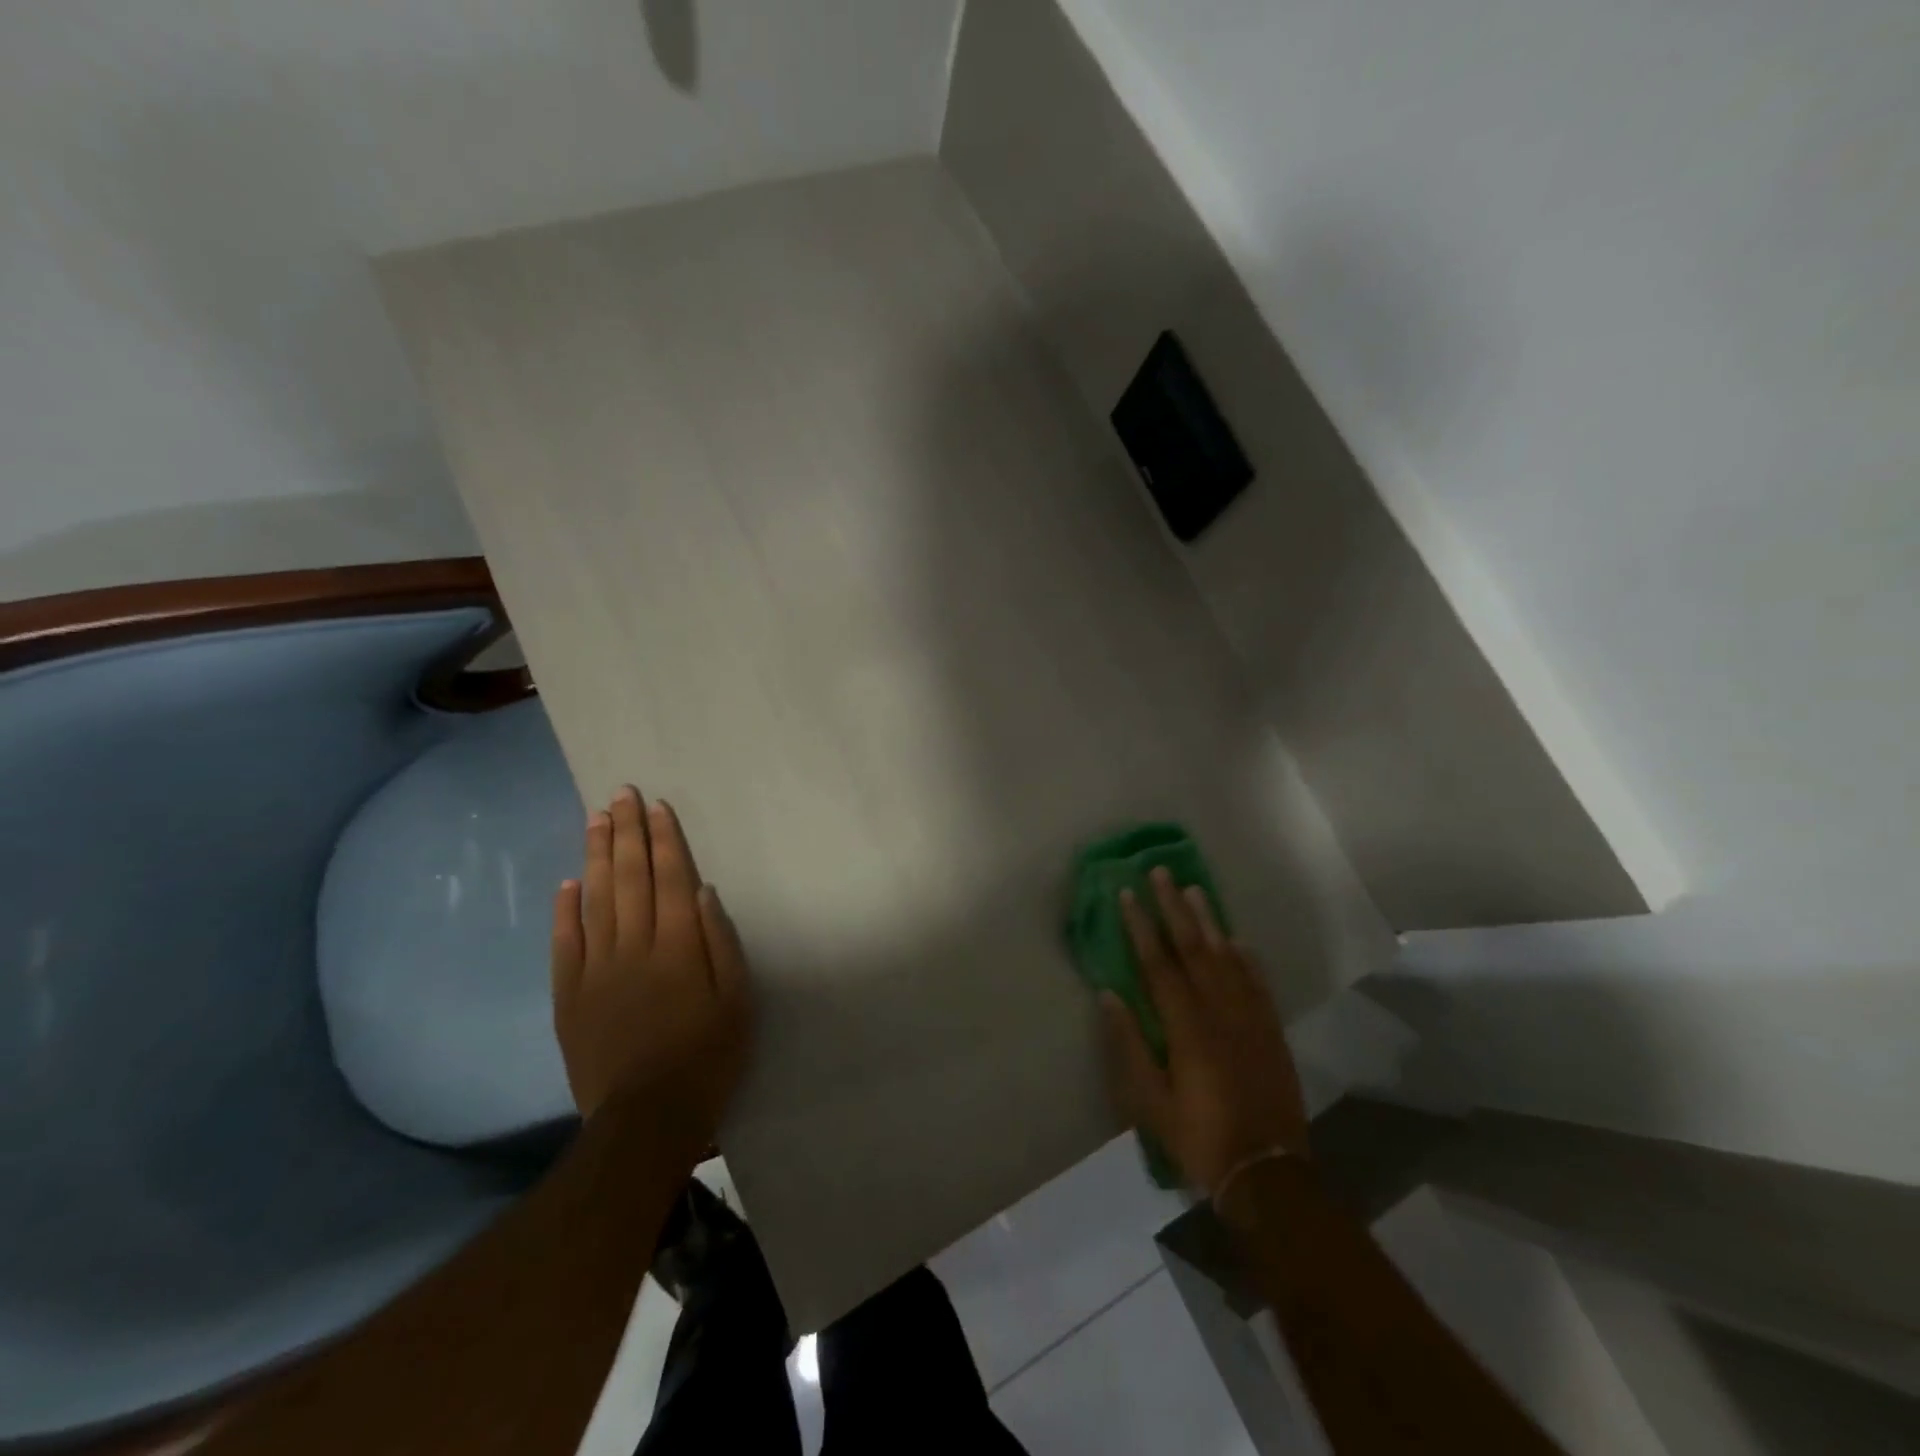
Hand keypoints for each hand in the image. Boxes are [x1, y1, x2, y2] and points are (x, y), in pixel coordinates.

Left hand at [550, 787, 752, 1149]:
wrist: (647, 1119)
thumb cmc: (707, 1057)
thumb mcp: (738, 1001)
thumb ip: (720, 942)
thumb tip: (703, 890)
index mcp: (677, 947)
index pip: (669, 879)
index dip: (663, 840)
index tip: (656, 806)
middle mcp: (633, 948)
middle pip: (629, 879)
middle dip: (627, 833)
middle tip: (620, 794)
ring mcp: (596, 970)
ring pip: (594, 900)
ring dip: (596, 856)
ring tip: (595, 819)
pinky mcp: (570, 996)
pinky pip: (565, 944)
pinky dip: (564, 910)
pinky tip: (567, 882)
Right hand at [1101, 868, 1309, 1193]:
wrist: (1267, 1172)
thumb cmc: (1198, 1137)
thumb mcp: (1150, 1101)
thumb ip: (1128, 1045)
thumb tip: (1108, 994)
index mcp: (1186, 1026)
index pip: (1159, 963)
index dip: (1141, 926)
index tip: (1127, 894)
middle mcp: (1219, 1010)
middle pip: (1194, 947)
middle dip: (1174, 907)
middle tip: (1160, 873)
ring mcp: (1250, 1017)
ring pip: (1227, 956)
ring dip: (1209, 920)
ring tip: (1194, 889)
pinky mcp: (1271, 1030)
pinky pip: (1257, 981)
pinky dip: (1245, 956)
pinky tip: (1237, 939)